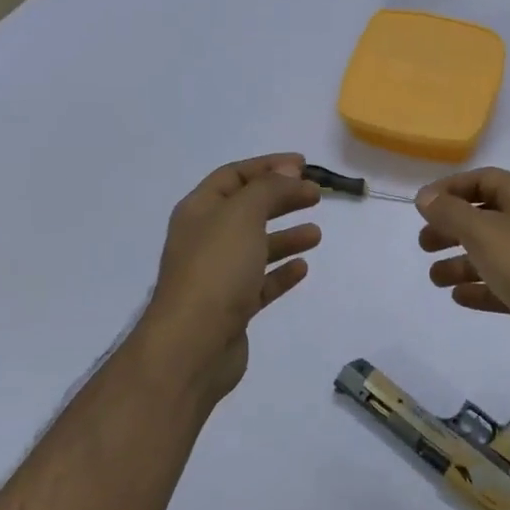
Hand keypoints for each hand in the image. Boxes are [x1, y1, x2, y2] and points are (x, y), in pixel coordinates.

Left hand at [139, 154, 322, 403]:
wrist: (193, 344)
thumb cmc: (216, 270)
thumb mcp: (243, 215)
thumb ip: (268, 188)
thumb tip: (289, 171)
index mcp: (199, 211)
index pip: (234, 176)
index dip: (268, 166)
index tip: (304, 164)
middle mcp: (205, 239)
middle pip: (247, 209)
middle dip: (281, 199)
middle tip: (316, 196)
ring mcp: (217, 275)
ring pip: (256, 246)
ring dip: (285, 236)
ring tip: (316, 234)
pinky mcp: (232, 307)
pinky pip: (260, 282)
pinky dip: (280, 272)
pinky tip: (302, 268)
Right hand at [416, 168, 509, 372]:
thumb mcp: (483, 232)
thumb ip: (450, 213)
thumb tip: (425, 196)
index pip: (483, 179)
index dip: (450, 188)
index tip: (422, 206)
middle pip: (484, 217)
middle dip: (451, 228)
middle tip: (424, 245)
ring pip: (492, 253)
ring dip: (460, 262)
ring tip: (435, 279)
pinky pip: (504, 283)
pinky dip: (480, 287)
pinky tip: (459, 297)